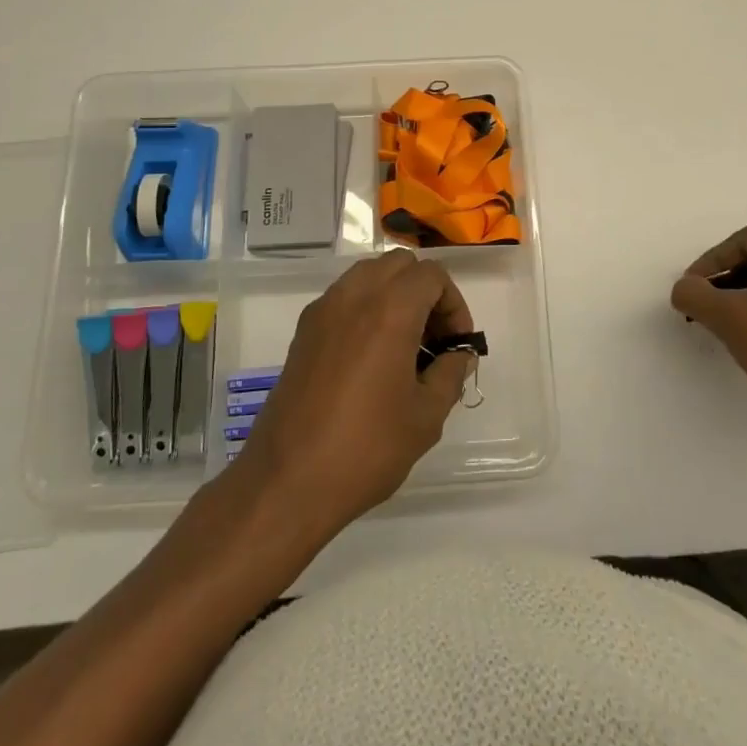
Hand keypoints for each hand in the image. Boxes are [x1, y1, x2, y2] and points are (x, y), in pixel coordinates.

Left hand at [237, 250, 474, 536]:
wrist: (287, 481)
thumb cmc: (366, 448)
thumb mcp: (425, 416)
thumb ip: (450, 374)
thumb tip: (458, 355)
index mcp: (389, 310)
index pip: (432, 275)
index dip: (453, 304)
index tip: (456, 345)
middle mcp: (354, 296)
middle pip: (400, 264)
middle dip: (425, 291)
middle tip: (433, 339)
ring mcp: (323, 310)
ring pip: (369, 274)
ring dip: (394, 294)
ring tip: (403, 345)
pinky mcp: (303, 330)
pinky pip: (344, 296)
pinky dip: (366, 307)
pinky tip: (370, 356)